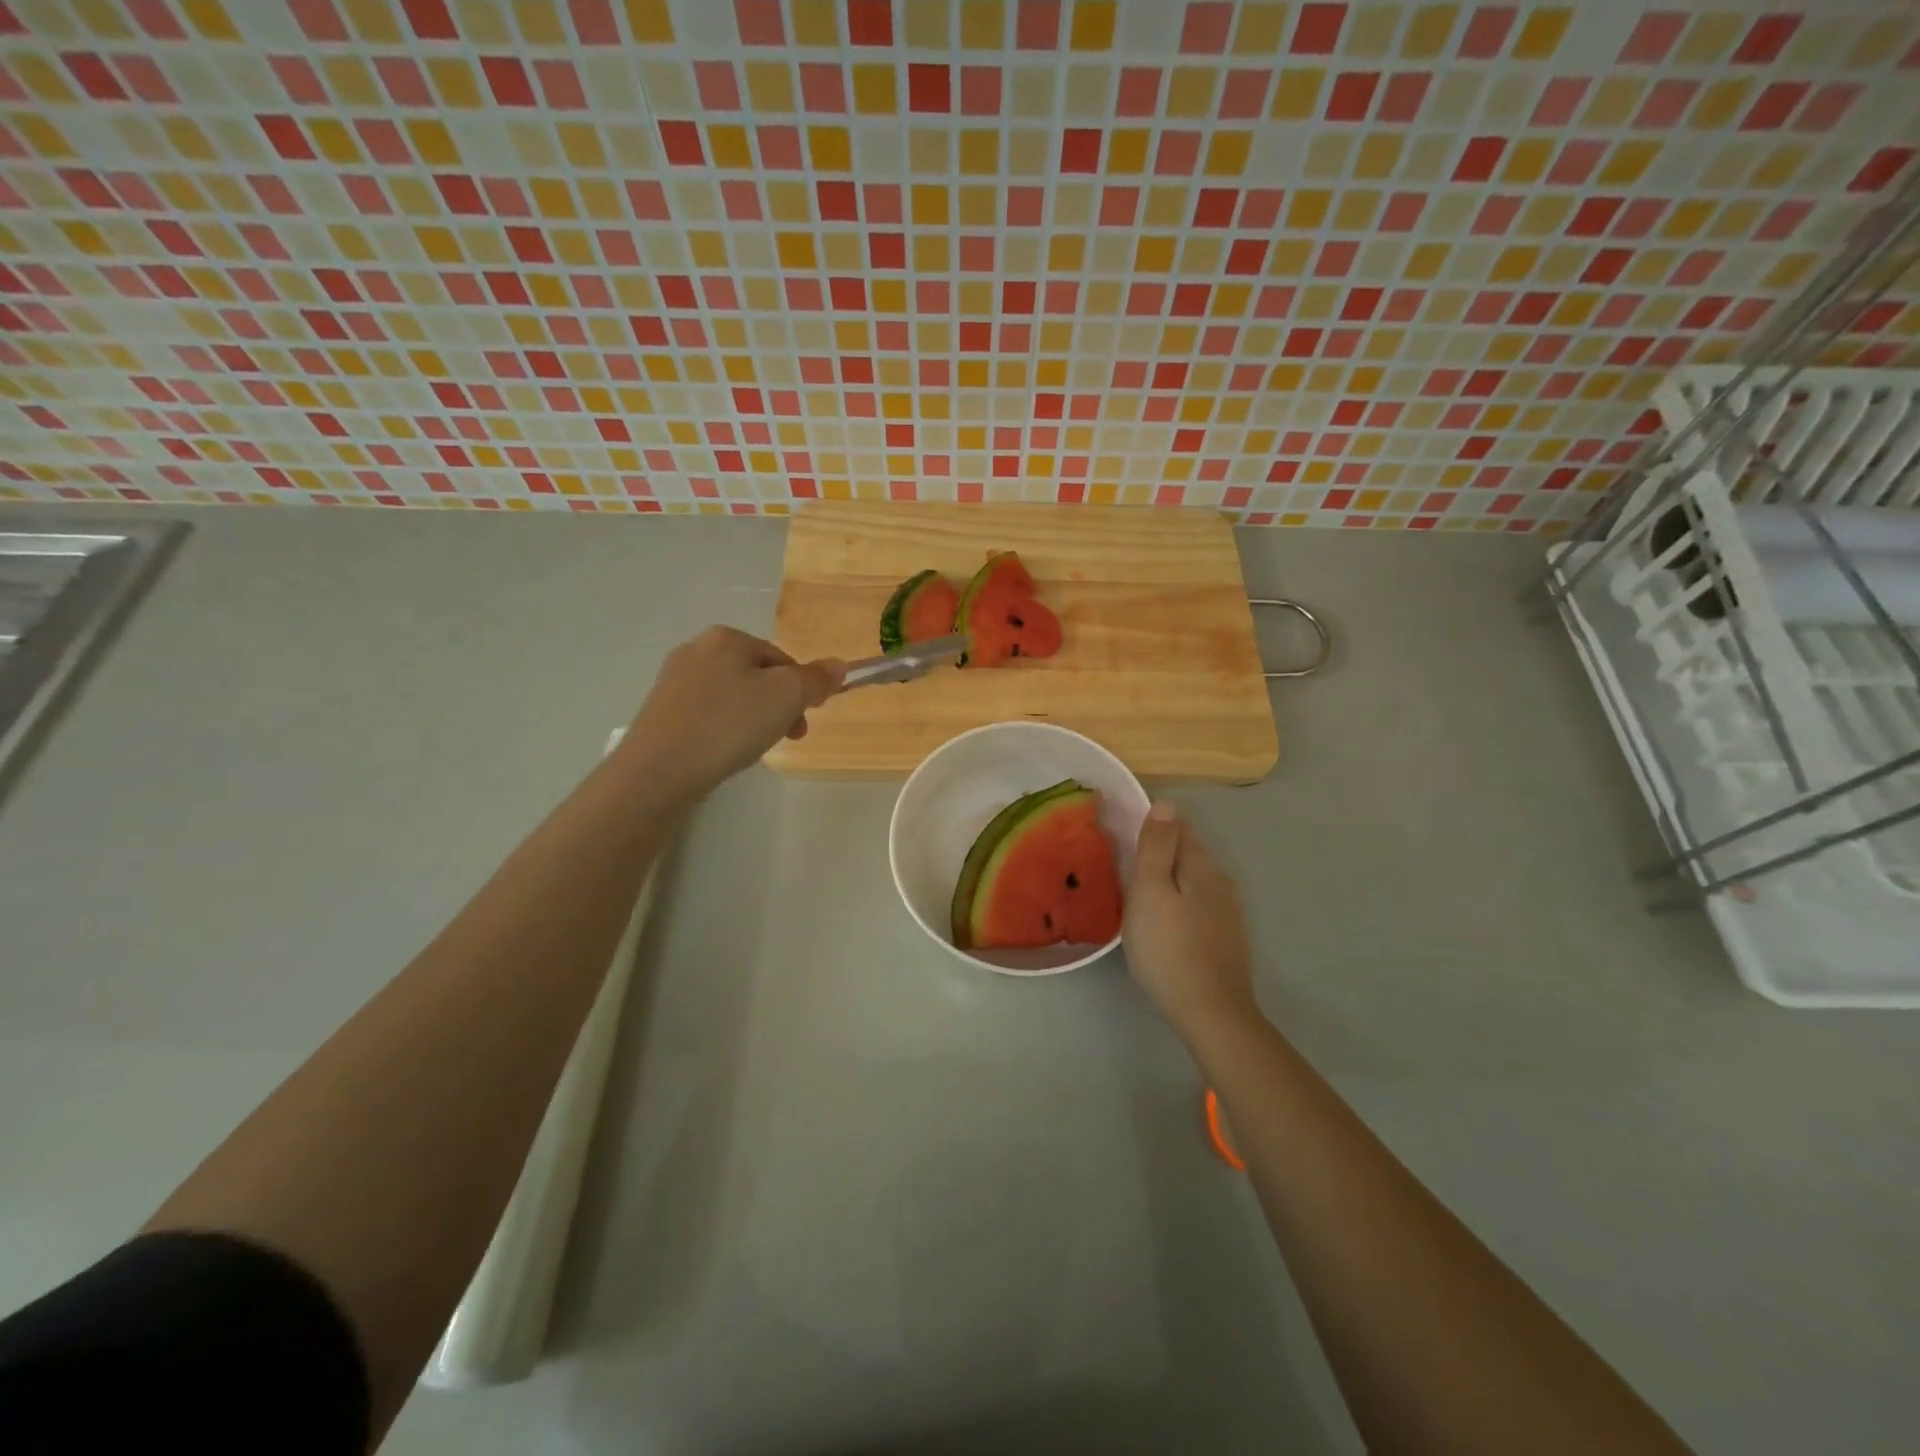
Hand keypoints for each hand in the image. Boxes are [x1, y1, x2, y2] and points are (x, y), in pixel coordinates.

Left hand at [626, 627, 843, 798]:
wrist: (657, 771)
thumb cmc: (728, 725)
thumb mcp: (786, 697)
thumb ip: (816, 679)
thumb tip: (839, 665)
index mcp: (727, 637)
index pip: (782, 658)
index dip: (801, 690)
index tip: (805, 721)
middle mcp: (696, 649)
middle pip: (757, 676)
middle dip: (778, 706)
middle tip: (786, 738)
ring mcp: (673, 680)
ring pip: (733, 696)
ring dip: (753, 719)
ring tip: (752, 749)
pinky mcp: (660, 711)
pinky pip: (708, 714)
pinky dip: (724, 729)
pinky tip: (724, 752)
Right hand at [1123, 801, 1258, 1037]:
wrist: (1211, 1013)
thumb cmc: (1169, 949)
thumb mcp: (1151, 892)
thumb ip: (1156, 847)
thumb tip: (1166, 803)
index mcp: (1201, 866)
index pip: (1178, 826)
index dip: (1152, 822)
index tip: (1123, 829)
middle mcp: (1220, 882)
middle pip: (1187, 853)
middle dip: (1160, 850)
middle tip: (1123, 860)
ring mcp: (1228, 913)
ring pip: (1193, 880)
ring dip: (1169, 878)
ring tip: (1138, 890)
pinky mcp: (1226, 939)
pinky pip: (1198, 905)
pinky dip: (1179, 902)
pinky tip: (1164, 920)